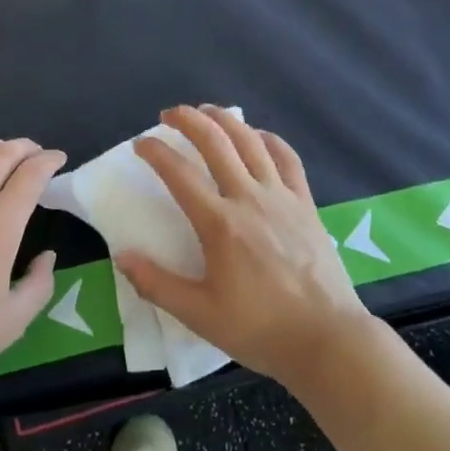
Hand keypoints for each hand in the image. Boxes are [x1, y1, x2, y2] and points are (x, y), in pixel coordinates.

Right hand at [119, 106, 371, 386]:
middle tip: (169, 114)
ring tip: (207, 111)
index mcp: (220, 224)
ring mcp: (281, 197)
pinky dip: (269, 139)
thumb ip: (157, 284)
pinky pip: (287, 158)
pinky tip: (258, 135)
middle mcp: (249, 198)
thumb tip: (122, 256)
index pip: (179, 173)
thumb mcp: (200, 315)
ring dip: (225, 119)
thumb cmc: (260, 329)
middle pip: (216, 142)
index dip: (156, 152)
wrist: (327, 339)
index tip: (141, 143)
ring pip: (250, 141)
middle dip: (189, 120)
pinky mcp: (305, 203)